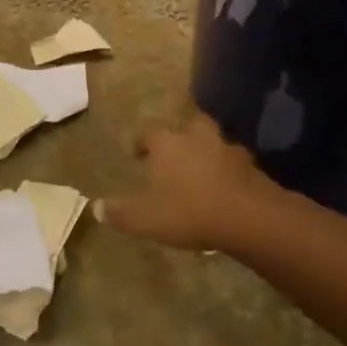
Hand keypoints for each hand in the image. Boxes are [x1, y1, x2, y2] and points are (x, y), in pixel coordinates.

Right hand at [98, 114, 276, 252]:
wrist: (247, 216)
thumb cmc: (188, 211)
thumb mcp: (145, 218)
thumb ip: (120, 212)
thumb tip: (95, 207)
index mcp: (167, 144)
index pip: (149, 135)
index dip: (141, 143)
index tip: (137, 154)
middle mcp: (196, 138)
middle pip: (188, 127)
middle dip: (182, 137)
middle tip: (177, 153)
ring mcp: (226, 149)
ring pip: (214, 142)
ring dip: (209, 152)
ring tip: (204, 169)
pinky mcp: (251, 167)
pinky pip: (236, 164)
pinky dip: (230, 172)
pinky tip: (227, 187)